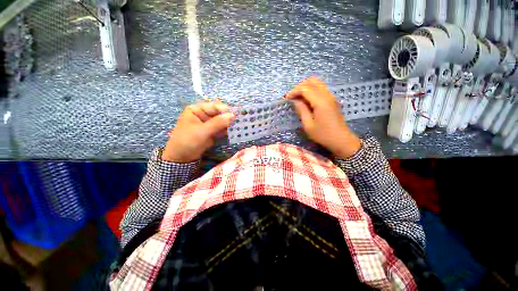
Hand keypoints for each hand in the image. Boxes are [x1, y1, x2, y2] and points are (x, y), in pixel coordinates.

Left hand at [162, 102, 235, 162]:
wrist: (181, 158)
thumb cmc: (187, 141)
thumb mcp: (202, 131)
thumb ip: (217, 123)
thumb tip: (233, 115)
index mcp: (197, 110)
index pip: (214, 107)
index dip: (226, 110)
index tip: (236, 115)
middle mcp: (203, 115)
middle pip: (219, 114)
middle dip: (229, 118)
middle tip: (240, 121)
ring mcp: (208, 124)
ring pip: (222, 122)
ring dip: (230, 124)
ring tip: (240, 126)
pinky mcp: (212, 132)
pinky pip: (221, 129)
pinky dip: (228, 130)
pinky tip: (235, 131)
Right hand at [286, 76, 360, 158]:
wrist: (341, 140)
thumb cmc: (323, 135)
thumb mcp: (308, 125)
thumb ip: (301, 110)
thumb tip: (295, 100)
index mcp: (321, 102)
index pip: (305, 88)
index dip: (294, 91)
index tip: (287, 99)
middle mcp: (327, 95)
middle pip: (312, 81)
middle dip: (300, 87)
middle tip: (293, 97)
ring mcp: (331, 96)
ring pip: (317, 83)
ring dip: (306, 88)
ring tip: (298, 99)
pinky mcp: (332, 100)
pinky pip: (320, 89)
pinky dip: (311, 91)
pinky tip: (306, 101)